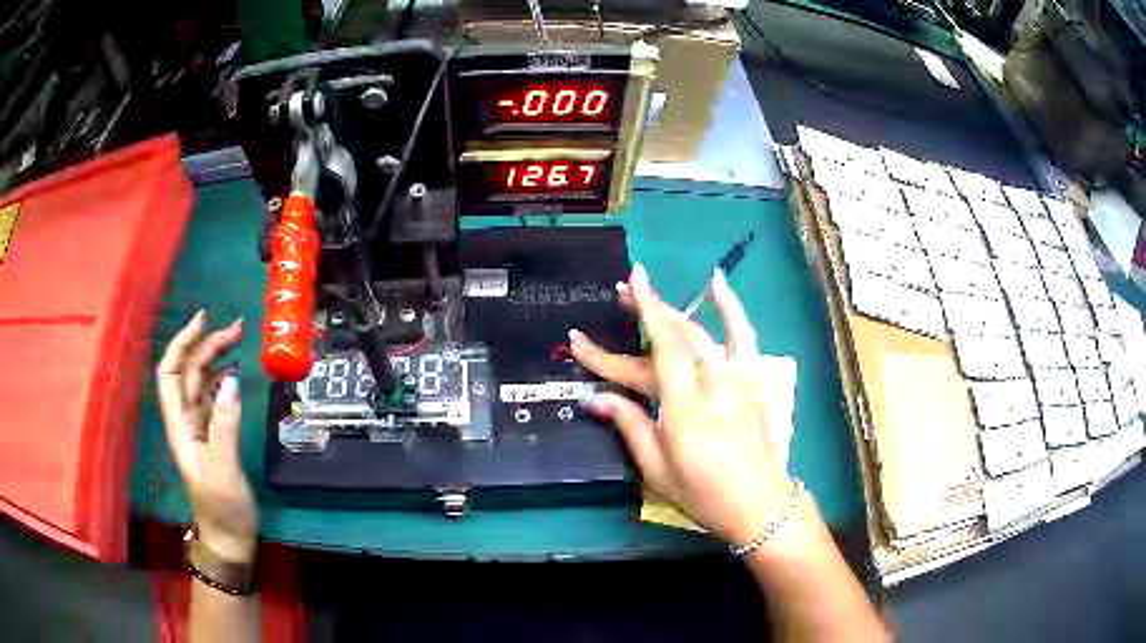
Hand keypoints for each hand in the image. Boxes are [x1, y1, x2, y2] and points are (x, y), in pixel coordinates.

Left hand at [157, 312, 257, 562]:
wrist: (229, 536)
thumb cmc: (223, 507)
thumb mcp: (224, 468)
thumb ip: (225, 424)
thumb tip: (231, 379)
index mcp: (180, 425)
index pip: (171, 374)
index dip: (182, 344)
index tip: (203, 320)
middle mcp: (186, 420)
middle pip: (189, 372)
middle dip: (207, 345)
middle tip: (237, 329)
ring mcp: (199, 427)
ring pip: (202, 382)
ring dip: (216, 358)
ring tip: (238, 340)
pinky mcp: (213, 435)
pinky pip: (214, 397)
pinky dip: (223, 378)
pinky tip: (235, 372)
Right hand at [570, 264, 791, 545]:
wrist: (759, 506)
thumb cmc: (704, 495)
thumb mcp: (658, 471)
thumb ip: (631, 427)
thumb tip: (598, 397)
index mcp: (686, 410)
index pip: (659, 353)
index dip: (642, 318)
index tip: (626, 285)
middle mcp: (714, 386)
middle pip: (677, 338)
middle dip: (646, 311)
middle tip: (619, 293)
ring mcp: (738, 380)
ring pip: (703, 333)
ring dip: (673, 309)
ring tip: (647, 291)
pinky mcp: (752, 382)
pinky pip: (743, 336)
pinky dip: (731, 308)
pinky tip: (716, 283)